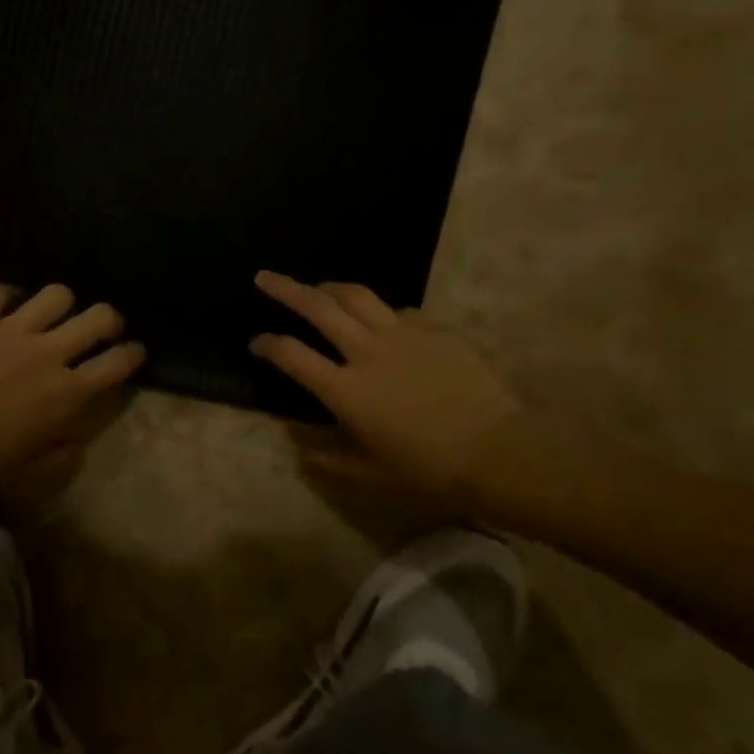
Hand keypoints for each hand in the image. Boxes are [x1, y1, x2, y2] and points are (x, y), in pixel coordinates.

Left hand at [0, 284, 144, 496]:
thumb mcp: (31, 473)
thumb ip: (62, 455)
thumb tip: (75, 441)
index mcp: (68, 393)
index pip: (118, 363)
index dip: (132, 354)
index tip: (132, 353)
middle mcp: (49, 353)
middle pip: (99, 317)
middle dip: (108, 319)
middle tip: (99, 328)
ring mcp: (11, 330)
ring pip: (56, 295)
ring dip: (60, 304)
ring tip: (49, 315)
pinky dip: (5, 297)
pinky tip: (2, 309)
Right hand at [249, 272, 525, 509]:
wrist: (498, 452)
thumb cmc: (428, 471)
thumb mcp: (368, 476)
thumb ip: (325, 458)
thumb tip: (292, 440)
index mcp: (346, 390)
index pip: (292, 355)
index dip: (268, 344)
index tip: (256, 342)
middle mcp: (368, 353)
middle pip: (318, 308)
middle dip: (285, 289)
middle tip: (265, 277)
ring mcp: (404, 336)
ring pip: (358, 296)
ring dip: (331, 287)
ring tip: (318, 286)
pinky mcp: (436, 331)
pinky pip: (400, 311)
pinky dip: (381, 312)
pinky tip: (382, 321)